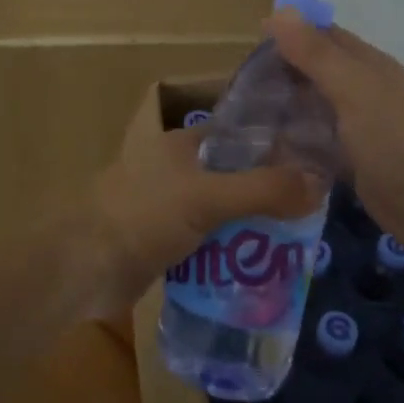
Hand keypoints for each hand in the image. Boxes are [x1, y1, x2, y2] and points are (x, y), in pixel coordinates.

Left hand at [83, 121, 321, 315]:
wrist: (83, 269)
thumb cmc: (142, 217)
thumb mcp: (207, 198)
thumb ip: (263, 190)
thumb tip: (320, 183)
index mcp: (181, 143)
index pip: (239, 133)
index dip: (274, 144)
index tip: (313, 161)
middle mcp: (175, 168)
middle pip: (233, 173)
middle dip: (267, 190)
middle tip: (311, 209)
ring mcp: (167, 205)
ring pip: (222, 208)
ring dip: (250, 223)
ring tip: (297, 240)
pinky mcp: (163, 240)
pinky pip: (208, 239)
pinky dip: (230, 249)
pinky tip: (259, 265)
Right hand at [265, 10, 403, 254]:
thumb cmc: (389, 137)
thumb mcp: (350, 87)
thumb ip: (315, 52)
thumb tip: (279, 10)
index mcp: (367, 64)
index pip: (323, 36)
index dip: (289, 35)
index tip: (249, 45)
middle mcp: (363, 89)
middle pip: (316, 71)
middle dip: (281, 73)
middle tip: (240, 85)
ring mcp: (358, 125)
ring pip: (314, 107)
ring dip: (285, 108)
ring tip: (244, 116)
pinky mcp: (352, 158)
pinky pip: (316, 141)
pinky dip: (294, 140)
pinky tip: (267, 148)